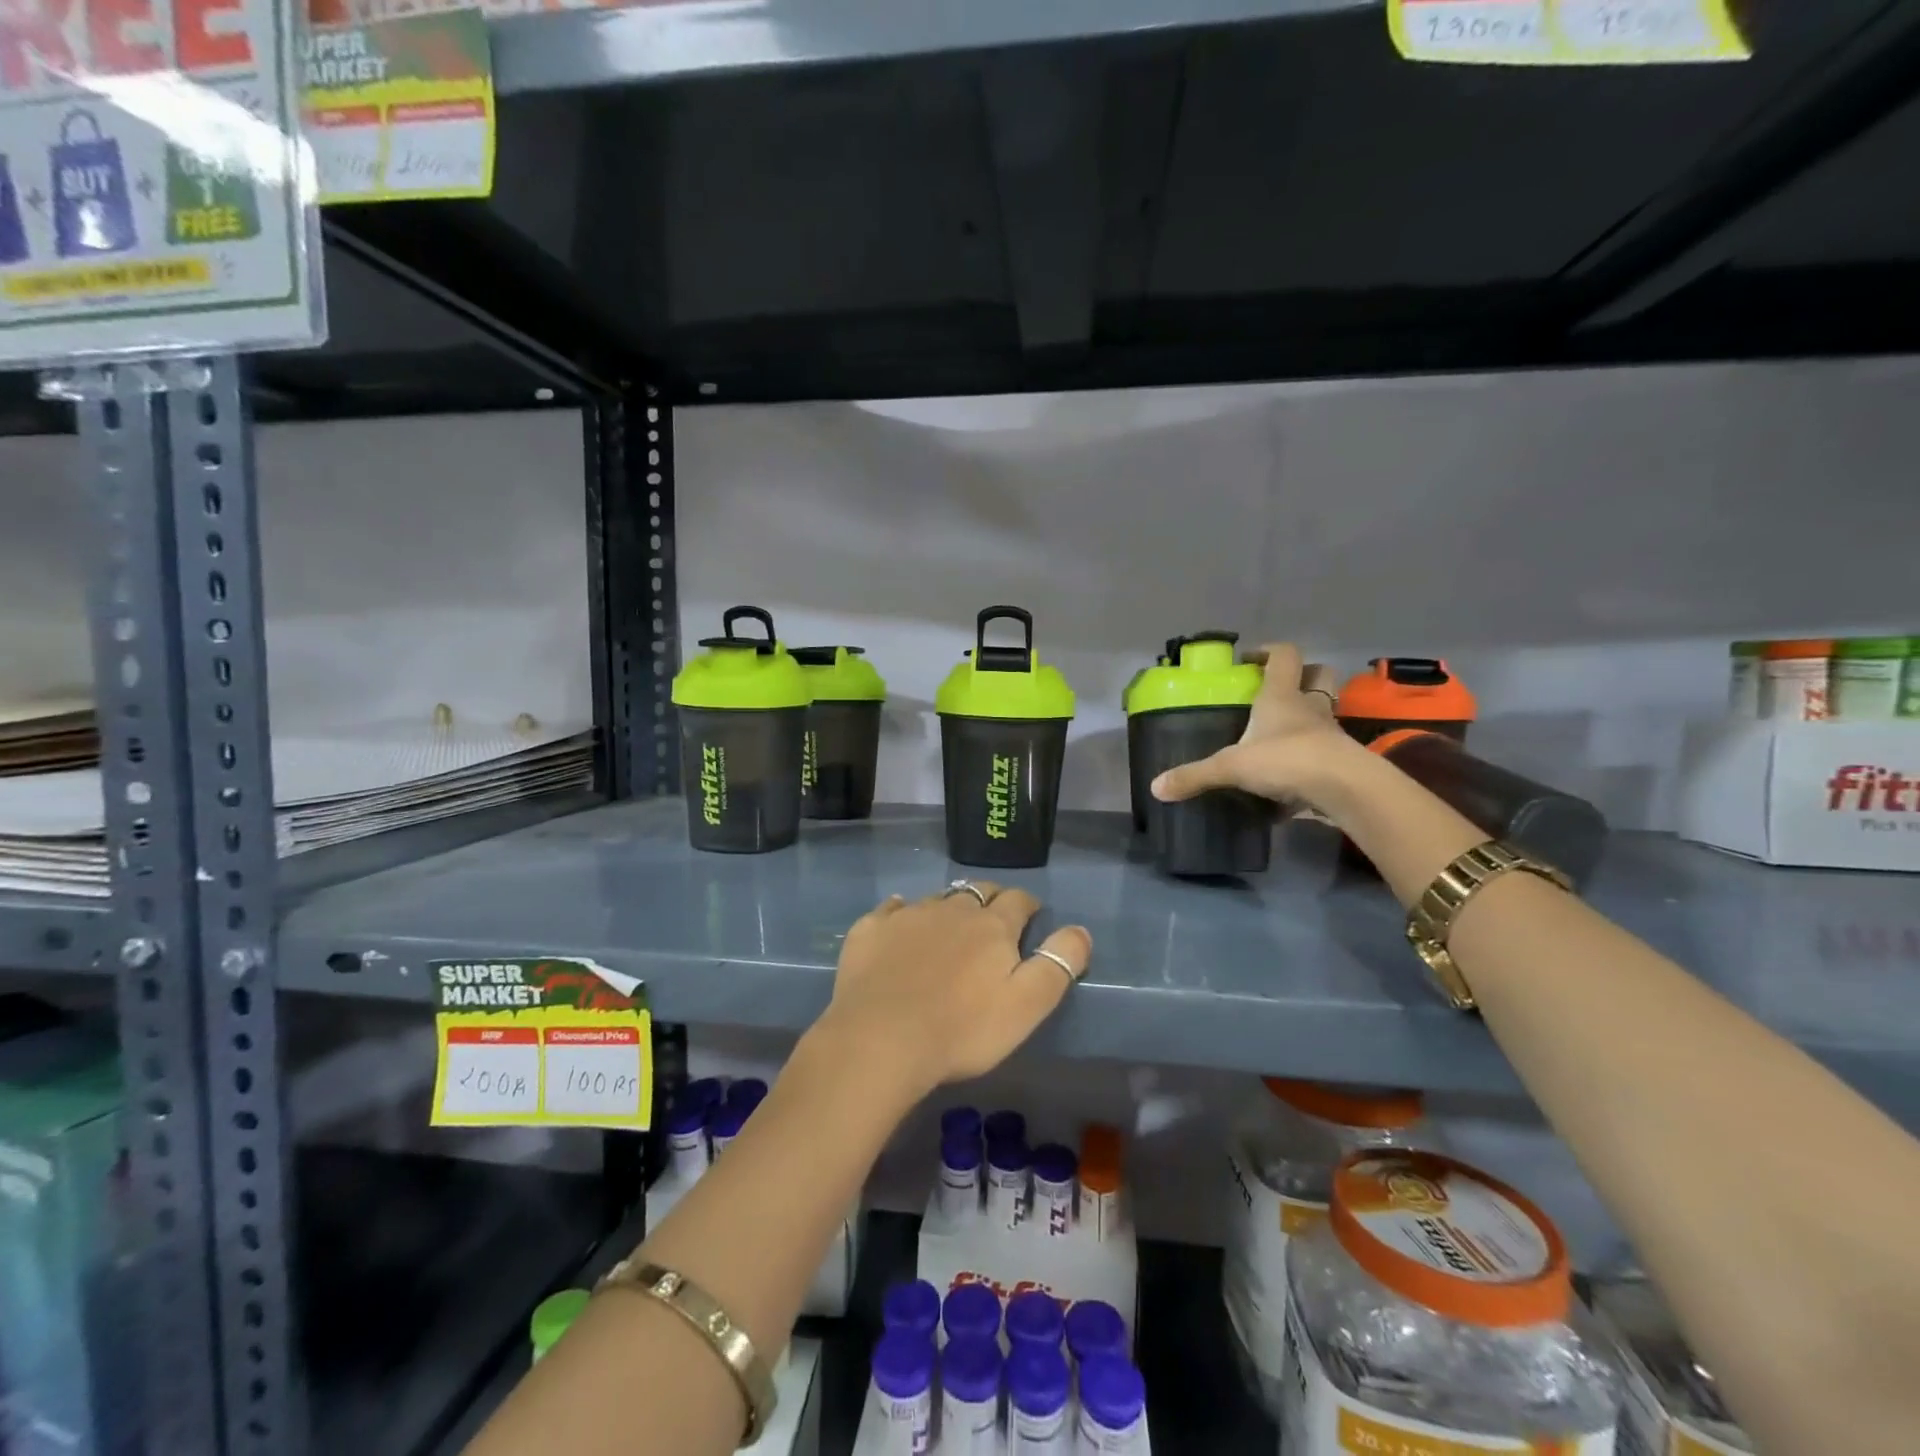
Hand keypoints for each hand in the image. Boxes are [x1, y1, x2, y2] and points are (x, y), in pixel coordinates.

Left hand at [806, 885, 1091, 1101]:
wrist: (880, 1039)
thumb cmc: (963, 1029)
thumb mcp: (1026, 1005)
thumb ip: (1057, 965)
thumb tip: (1080, 930)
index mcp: (992, 927)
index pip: (1018, 901)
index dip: (1027, 906)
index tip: (1031, 916)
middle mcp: (952, 909)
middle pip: (978, 892)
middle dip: (990, 900)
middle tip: (993, 919)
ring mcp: (908, 916)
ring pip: (936, 899)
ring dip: (948, 907)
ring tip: (948, 926)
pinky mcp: (871, 930)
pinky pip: (891, 909)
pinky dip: (901, 913)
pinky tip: (899, 921)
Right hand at [1150, 642, 1357, 812]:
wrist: (1344, 788)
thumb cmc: (1287, 759)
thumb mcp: (1232, 767)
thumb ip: (1195, 775)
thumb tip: (1156, 787)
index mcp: (1282, 696)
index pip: (1283, 656)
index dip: (1267, 652)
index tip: (1248, 660)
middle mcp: (1309, 707)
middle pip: (1318, 675)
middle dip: (1302, 676)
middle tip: (1275, 691)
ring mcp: (1330, 733)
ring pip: (1325, 712)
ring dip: (1308, 716)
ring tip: (1281, 734)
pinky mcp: (1341, 760)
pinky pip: (1325, 750)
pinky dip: (1310, 757)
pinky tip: (1292, 776)